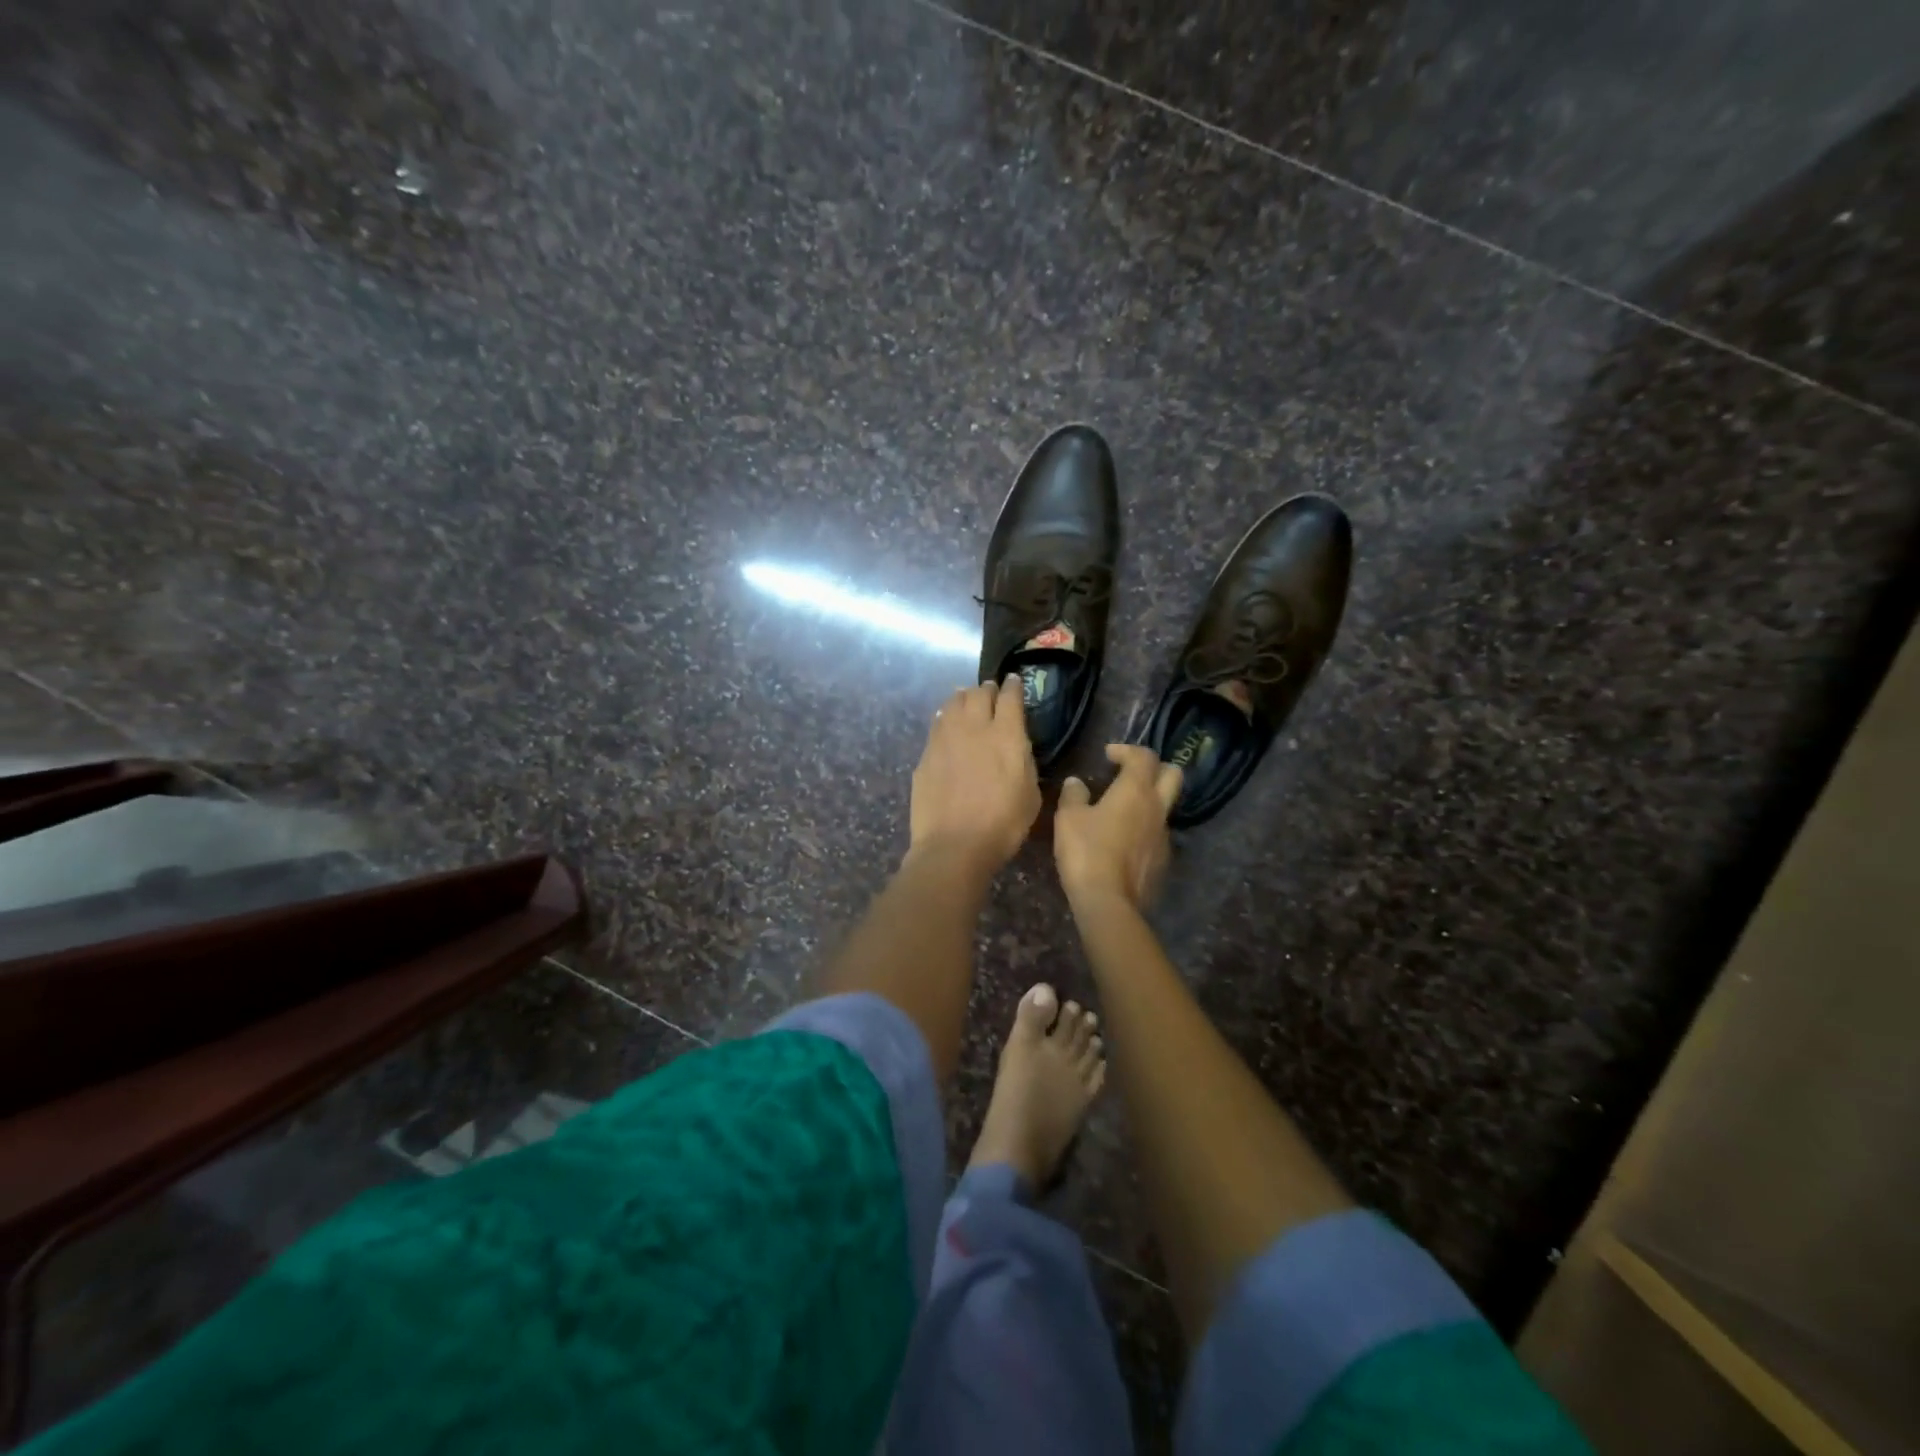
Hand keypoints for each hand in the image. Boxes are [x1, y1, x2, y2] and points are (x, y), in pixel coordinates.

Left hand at [908, 675, 1041, 874]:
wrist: (953, 845)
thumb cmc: (1002, 825)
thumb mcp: (1031, 794)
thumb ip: (1025, 762)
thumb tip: (1018, 748)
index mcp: (1007, 735)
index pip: (1010, 697)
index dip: (1014, 687)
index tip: (1014, 682)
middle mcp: (974, 727)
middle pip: (979, 693)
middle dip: (987, 690)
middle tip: (991, 694)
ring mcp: (945, 738)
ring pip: (953, 703)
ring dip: (963, 698)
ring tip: (967, 701)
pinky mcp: (926, 754)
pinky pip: (937, 724)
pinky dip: (945, 718)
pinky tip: (947, 725)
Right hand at [1055, 744, 1181, 910]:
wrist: (1108, 901)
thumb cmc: (1087, 851)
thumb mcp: (1069, 818)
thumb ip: (1074, 795)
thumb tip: (1077, 783)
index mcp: (1136, 791)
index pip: (1144, 756)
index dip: (1127, 750)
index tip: (1109, 755)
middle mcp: (1157, 808)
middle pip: (1173, 775)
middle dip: (1155, 768)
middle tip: (1131, 773)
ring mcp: (1164, 836)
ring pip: (1165, 807)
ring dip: (1148, 801)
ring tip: (1121, 811)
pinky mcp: (1163, 861)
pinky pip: (1157, 834)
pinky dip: (1144, 829)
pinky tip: (1122, 842)